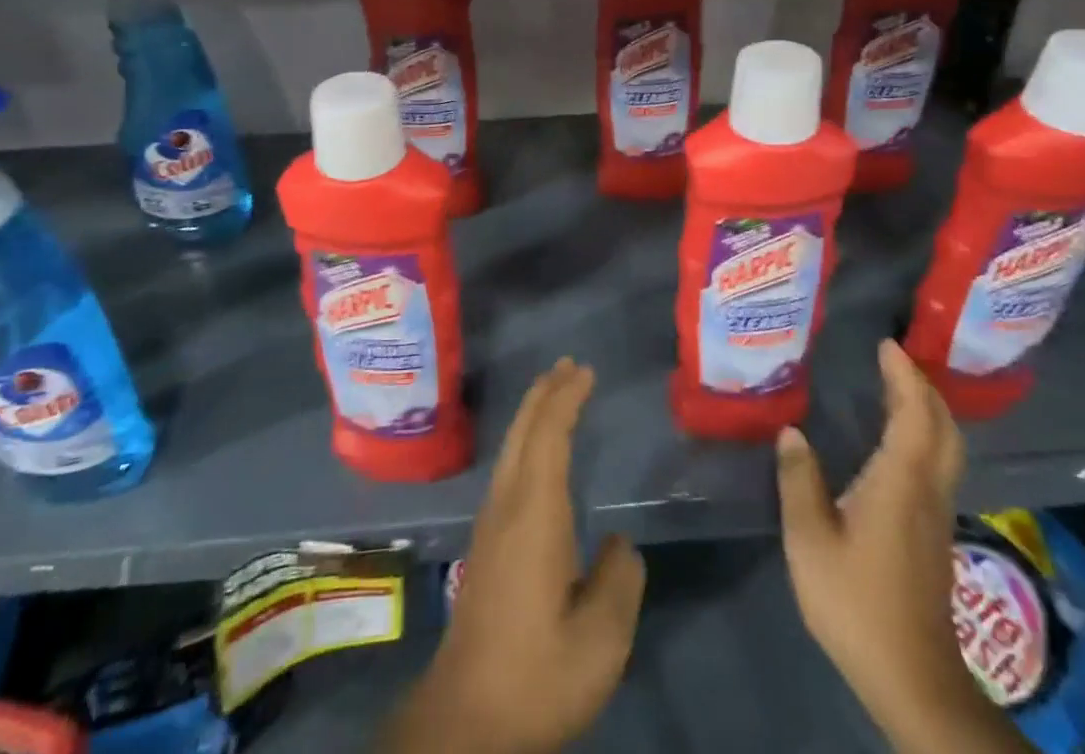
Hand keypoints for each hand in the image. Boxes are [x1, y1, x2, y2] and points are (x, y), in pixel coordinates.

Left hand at [378, 358, 645, 753]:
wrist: (465, 719)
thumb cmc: (536, 674)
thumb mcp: (599, 641)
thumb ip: (619, 583)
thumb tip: (619, 546)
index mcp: (534, 514)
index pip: (549, 436)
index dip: (566, 399)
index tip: (586, 371)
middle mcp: (507, 504)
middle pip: (523, 431)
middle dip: (546, 393)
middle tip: (569, 365)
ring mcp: (490, 522)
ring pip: (511, 447)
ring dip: (533, 413)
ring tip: (554, 392)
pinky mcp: (485, 542)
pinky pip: (508, 466)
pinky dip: (526, 439)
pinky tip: (536, 453)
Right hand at [777, 340, 1026, 753]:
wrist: (912, 678)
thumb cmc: (856, 601)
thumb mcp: (810, 538)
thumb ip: (799, 480)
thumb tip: (791, 432)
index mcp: (900, 482)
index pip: (913, 414)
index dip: (904, 376)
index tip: (887, 344)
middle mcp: (927, 490)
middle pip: (943, 428)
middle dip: (924, 388)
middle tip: (895, 360)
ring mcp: (936, 515)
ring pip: (945, 448)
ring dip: (928, 411)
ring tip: (897, 388)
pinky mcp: (933, 535)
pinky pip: (937, 466)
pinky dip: (924, 437)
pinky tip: (897, 441)